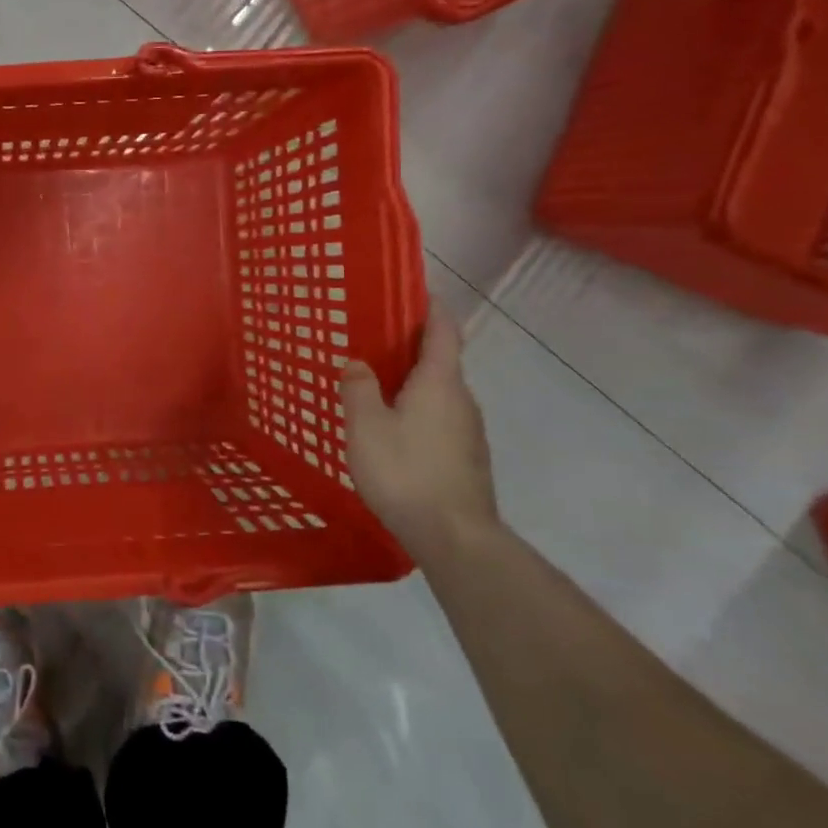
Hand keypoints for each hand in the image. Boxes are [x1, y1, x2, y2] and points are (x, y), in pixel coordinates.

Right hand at [340, 301, 498, 561]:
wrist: (454, 536)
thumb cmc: (404, 470)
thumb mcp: (365, 425)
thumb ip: (358, 388)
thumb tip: (357, 362)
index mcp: (439, 382)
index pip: (443, 331)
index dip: (431, 308)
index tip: (416, 291)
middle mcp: (462, 400)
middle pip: (442, 362)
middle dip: (413, 348)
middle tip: (376, 343)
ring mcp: (469, 432)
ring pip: (440, 394)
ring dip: (414, 383)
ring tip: (378, 387)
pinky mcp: (467, 458)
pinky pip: (440, 419)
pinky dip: (419, 411)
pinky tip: (393, 431)